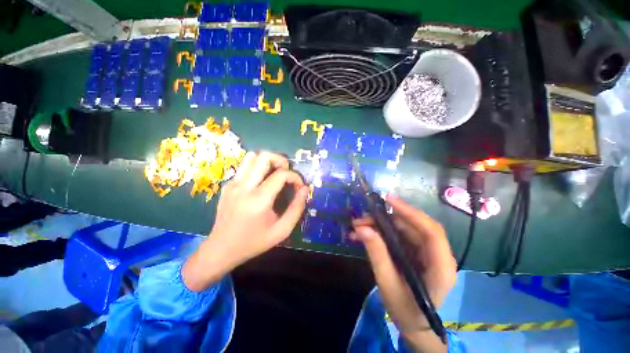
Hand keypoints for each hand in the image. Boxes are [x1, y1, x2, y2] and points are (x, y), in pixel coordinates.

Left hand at [183, 151, 309, 291]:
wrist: (221, 249)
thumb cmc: (254, 242)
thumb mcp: (282, 230)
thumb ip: (297, 208)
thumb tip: (304, 188)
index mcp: (259, 200)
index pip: (281, 174)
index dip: (295, 176)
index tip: (299, 185)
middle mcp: (244, 187)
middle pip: (264, 156)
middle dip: (281, 160)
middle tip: (286, 172)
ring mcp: (233, 184)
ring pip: (252, 157)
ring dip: (267, 161)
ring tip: (274, 173)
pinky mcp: (227, 185)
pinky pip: (245, 167)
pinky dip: (257, 168)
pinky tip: (260, 183)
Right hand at [351, 195, 455, 351]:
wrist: (414, 324)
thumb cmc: (405, 310)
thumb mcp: (387, 284)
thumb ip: (377, 254)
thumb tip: (361, 228)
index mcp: (440, 268)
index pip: (431, 232)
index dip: (411, 213)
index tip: (389, 200)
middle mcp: (438, 255)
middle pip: (415, 227)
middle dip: (387, 218)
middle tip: (363, 217)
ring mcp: (427, 252)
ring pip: (405, 228)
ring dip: (381, 224)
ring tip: (359, 225)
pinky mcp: (417, 251)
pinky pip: (399, 235)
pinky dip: (382, 231)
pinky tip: (365, 233)